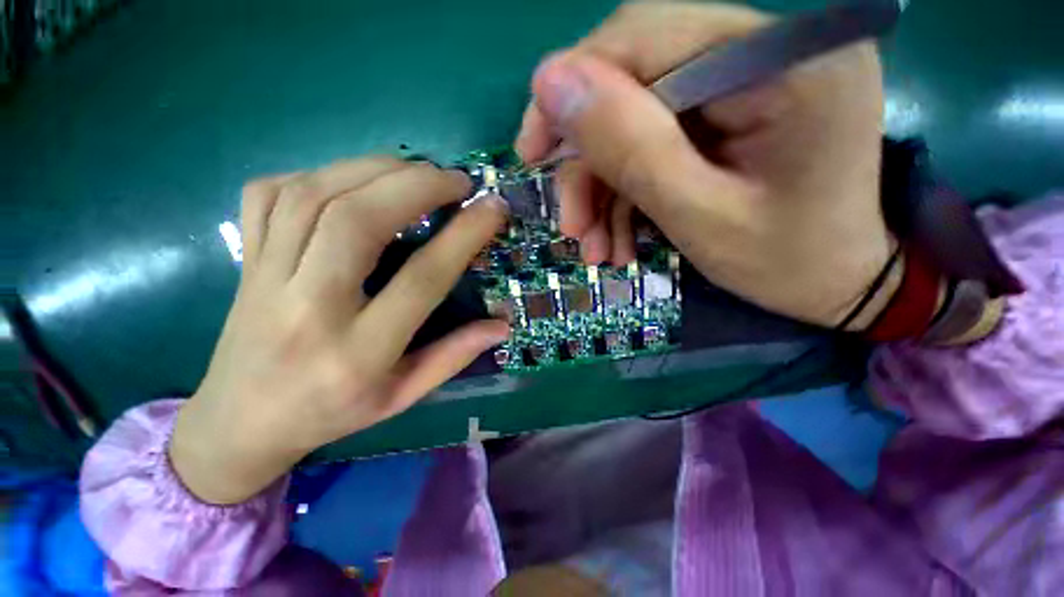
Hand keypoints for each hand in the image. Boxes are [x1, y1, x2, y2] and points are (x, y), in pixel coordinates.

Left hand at [170, 158, 508, 503]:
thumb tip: (502, 325)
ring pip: (315, 196)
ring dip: (374, 169)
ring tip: (415, 170)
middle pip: (359, 221)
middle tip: (455, 180)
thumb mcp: (403, 396)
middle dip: (417, 185)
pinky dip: (318, 172)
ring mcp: (265, 278)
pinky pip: (271, 194)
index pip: (422, 278)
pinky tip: (351, 181)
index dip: (464, 236)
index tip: (492, 207)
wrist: (240, 422)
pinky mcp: (245, 260)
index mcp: (359, 352)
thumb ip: (454, 356)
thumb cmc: (331, 413)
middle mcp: (307, 308)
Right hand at [516, 2, 894, 328]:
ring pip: (636, 122)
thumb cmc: (784, 262)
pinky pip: (655, 144)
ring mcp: (748, 83)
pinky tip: (619, 240)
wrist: (834, 284)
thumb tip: (549, 83)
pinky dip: (627, 194)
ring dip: (604, 191)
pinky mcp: (730, 115)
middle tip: (571, 223)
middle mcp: (767, 51)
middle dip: (589, 161)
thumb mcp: (697, 215)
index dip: (572, 89)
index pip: (645, 36)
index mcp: (783, 60)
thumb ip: (629, 147)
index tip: (532, 151)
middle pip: (635, 81)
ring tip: (596, 249)